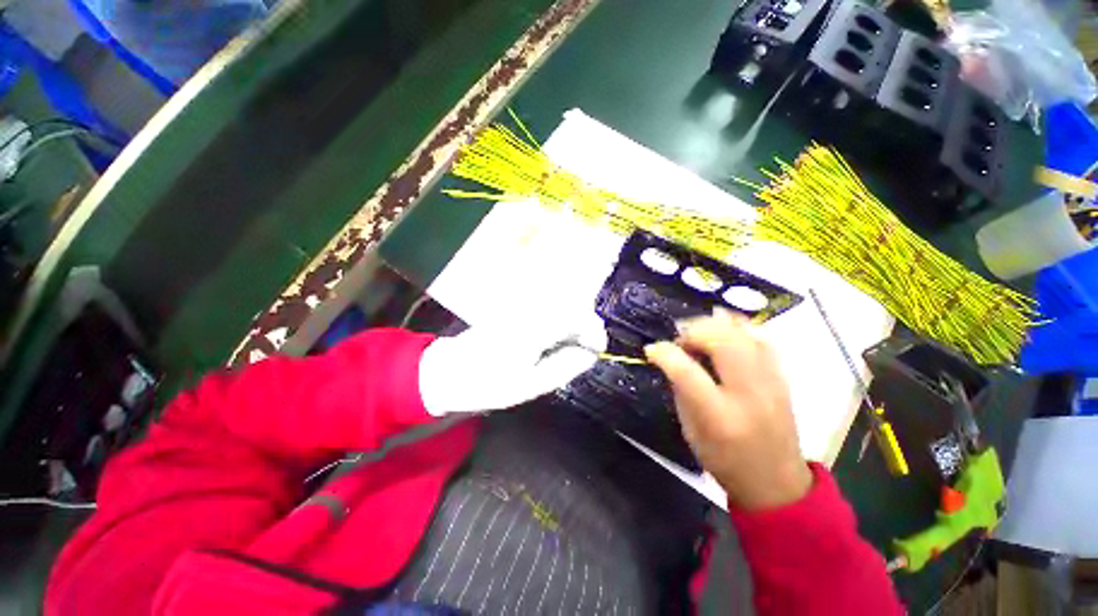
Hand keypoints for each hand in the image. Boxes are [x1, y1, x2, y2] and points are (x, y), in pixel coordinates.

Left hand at [418, 313, 607, 416]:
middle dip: (585, 325)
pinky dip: (559, 320)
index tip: (598, 348)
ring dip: (573, 322)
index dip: (593, 330)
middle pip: (570, 304)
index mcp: (531, 329)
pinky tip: (555, 338)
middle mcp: (527, 310)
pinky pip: (546, 307)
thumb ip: (564, 366)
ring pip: (560, 303)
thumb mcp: (531, 384)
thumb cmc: (488, 384)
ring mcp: (520, 306)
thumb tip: (590, 354)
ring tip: (573, 346)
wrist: (449, 371)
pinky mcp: (514, 308)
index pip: (574, 315)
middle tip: (587, 349)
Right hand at [645, 308, 811, 510]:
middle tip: (680, 343)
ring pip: (742, 331)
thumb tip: (671, 357)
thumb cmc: (725, 461)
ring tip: (699, 338)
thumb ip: (680, 389)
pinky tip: (723, 336)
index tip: (651, 350)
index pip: (686, 370)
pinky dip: (737, 329)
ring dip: (713, 326)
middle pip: (721, 338)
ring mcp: (771, 381)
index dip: (663, 353)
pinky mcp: (782, 376)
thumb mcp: (690, 430)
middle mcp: (749, 393)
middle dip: (692, 331)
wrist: (777, 482)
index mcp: (719, 415)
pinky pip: (760, 337)